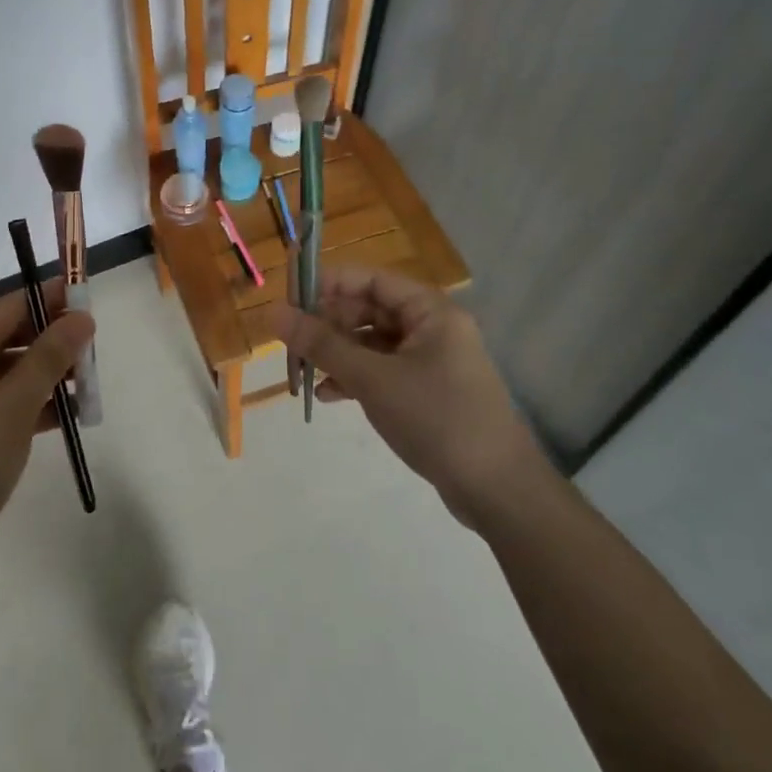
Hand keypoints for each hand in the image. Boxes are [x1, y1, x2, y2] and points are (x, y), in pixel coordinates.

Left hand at [0, 288, 93, 576]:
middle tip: (95, 348)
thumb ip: (49, 358)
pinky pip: (1, 406)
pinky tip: (71, 415)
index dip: (48, 301)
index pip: (5, 310)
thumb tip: (82, 318)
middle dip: (52, 343)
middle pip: (7, 341)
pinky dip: (33, 407)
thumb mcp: (11, 407)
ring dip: (47, 378)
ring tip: (91, 384)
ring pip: (7, 376)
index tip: (87, 296)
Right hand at [269, 268, 549, 522]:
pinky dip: (354, 377)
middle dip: (328, 322)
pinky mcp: (426, 392)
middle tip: (290, 338)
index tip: (289, 296)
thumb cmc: (437, 419)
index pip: (371, 279)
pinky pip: (381, 370)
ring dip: (337, 353)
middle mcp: (432, 328)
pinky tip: (327, 394)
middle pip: (369, 309)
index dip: (329, 282)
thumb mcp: (372, 379)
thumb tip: (273, 313)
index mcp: (430, 311)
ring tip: (302, 369)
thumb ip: (322, 344)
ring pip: (372, 342)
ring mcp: (431, 361)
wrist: (498, 492)